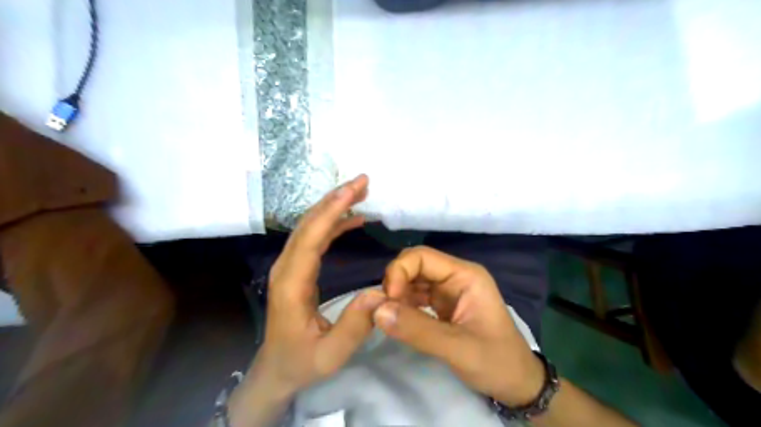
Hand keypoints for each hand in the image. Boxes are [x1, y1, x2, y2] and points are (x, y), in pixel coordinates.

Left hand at [231, 175, 387, 418]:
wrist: (276, 368)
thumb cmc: (302, 361)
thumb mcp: (331, 355)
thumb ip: (354, 327)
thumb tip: (379, 293)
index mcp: (292, 285)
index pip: (311, 238)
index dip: (332, 211)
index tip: (353, 190)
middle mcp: (286, 268)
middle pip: (308, 224)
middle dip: (335, 199)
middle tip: (362, 181)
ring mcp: (290, 266)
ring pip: (310, 226)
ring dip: (333, 206)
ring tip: (360, 192)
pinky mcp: (297, 268)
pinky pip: (314, 237)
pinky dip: (333, 223)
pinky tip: (352, 219)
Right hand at [374, 245, 546, 404]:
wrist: (517, 384)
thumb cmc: (496, 361)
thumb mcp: (458, 348)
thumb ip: (417, 329)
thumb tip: (377, 310)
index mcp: (465, 275)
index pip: (422, 257)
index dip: (399, 271)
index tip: (388, 299)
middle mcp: (455, 277)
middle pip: (415, 265)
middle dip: (395, 282)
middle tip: (383, 309)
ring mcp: (448, 291)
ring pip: (412, 280)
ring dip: (396, 295)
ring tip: (386, 316)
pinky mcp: (442, 305)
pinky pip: (415, 297)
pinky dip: (402, 305)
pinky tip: (395, 319)